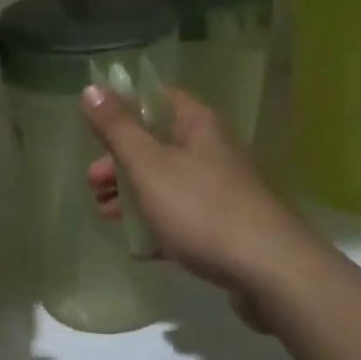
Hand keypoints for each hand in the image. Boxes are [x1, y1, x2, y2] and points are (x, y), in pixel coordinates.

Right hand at [82, 85, 326, 323]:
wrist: (269, 271)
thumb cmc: (201, 209)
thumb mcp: (149, 165)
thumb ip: (117, 129)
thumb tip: (91, 88)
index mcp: (198, 125)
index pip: (158, 98)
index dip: (125, 107)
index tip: (95, 127)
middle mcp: (212, 150)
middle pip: (158, 143)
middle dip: (121, 160)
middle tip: (92, 182)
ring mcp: (221, 190)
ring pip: (168, 182)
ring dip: (134, 194)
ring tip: (104, 214)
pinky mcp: (226, 227)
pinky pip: (184, 218)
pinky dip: (159, 226)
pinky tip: (138, 247)